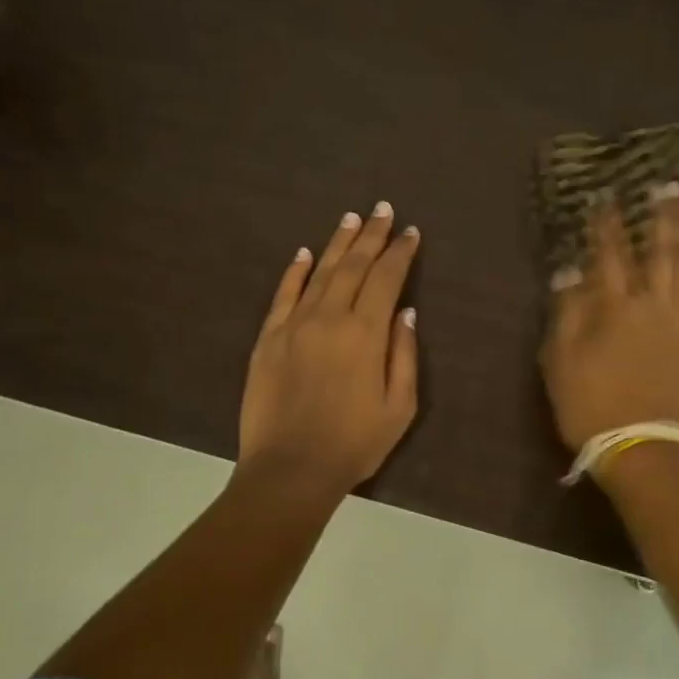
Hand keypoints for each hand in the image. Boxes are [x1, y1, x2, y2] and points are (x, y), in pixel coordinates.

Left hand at [238, 202, 420, 493]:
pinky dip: (295, 271)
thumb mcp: (399, 407)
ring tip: (351, 219)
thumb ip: (404, 356)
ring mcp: (294, 325)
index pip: (387, 279)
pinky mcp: (268, 339)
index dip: (400, 252)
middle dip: (371, 235)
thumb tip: (405, 313)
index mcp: (366, 333)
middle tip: (382, 210)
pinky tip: (304, 254)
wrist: (290, 469)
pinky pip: (283, 295)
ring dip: (337, 244)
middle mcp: (330, 317)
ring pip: (320, 273)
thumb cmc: (354, 443)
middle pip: (354, 266)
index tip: (410, 232)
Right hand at [540, 184, 678, 453]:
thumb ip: (567, 314)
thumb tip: (569, 272)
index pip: (610, 255)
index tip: (607, 197)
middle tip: (670, 186)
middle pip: (663, 251)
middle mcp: (659, 304)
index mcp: (617, 307)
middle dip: (664, 217)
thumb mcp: (561, 362)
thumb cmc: (593, 406)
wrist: (646, 448)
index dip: (607, 224)